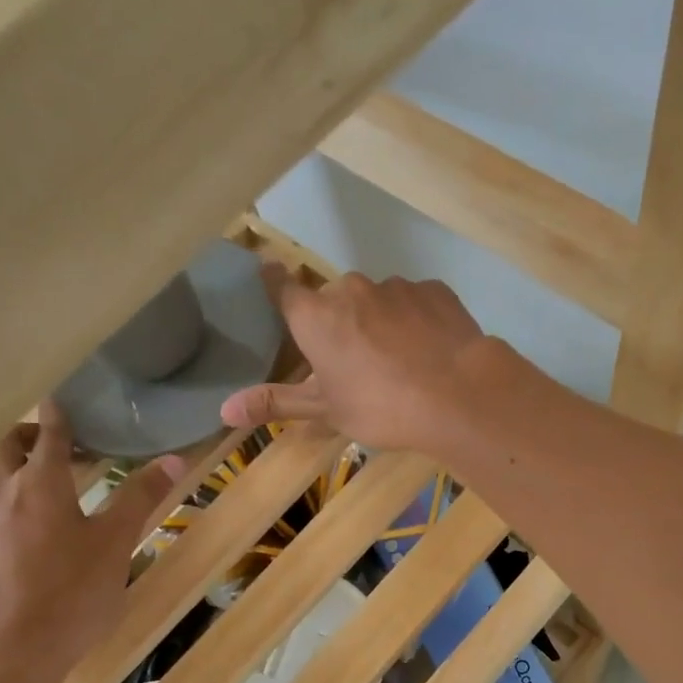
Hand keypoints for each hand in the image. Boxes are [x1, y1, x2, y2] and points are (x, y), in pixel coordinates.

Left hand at [0, 402, 182, 682]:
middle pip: (6, 443)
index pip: (50, 434)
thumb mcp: (116, 546)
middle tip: (57, 443)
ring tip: (21, 465)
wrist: (9, 652)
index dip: (60, 414)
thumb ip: (141, 498)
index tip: (64, 400)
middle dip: (31, 433)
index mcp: (40, 483)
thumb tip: (174, 460)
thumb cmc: (71, 596)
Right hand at [219, 264, 499, 452]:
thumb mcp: (326, 410)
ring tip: (399, 359)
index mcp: (316, 316)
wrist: (458, 395)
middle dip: (339, 322)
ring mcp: (396, 286)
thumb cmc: (381, 407)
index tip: (269, 271)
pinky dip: (415, 320)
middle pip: (334, 299)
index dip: (275, 281)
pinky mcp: (434, 290)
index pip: (283, 288)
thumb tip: (224, 410)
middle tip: (354, 359)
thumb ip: (277, 402)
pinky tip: (429, 349)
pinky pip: (414, 302)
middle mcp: (351, 289)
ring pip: (377, 300)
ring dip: (379, 320)